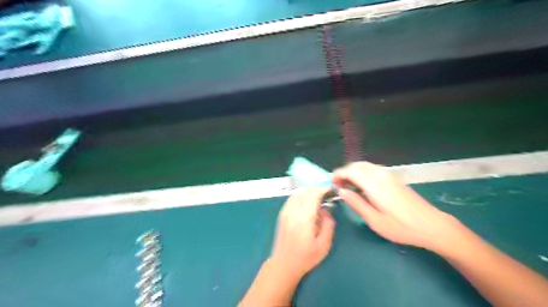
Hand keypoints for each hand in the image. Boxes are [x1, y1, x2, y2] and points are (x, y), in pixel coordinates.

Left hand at [240, 188, 338, 305]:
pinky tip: (306, 201)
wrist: (283, 264)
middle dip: (316, 190)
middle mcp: (293, 211)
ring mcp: (285, 211)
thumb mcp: (323, 244)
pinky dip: (300, 195)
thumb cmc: (306, 257)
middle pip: (305, 192)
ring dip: (308, 192)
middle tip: (326, 194)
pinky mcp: (281, 214)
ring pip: (297, 193)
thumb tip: (326, 210)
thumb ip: (328, 224)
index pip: (313, 195)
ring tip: (317, 197)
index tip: (331, 190)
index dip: (323, 190)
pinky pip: (291, 198)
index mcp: (304, 218)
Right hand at [332, 161, 462, 254]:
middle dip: (345, 172)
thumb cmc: (401, 227)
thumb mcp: (375, 221)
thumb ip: (357, 203)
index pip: (352, 171)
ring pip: (366, 166)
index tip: (331, 182)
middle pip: (358, 165)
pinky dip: (362, 173)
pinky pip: (373, 169)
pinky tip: (362, 186)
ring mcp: (390, 175)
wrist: (432, 225)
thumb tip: (341, 192)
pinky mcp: (394, 178)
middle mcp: (382, 175)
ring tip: (348, 185)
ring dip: (353, 171)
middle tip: (338, 185)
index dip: (339, 174)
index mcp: (375, 185)